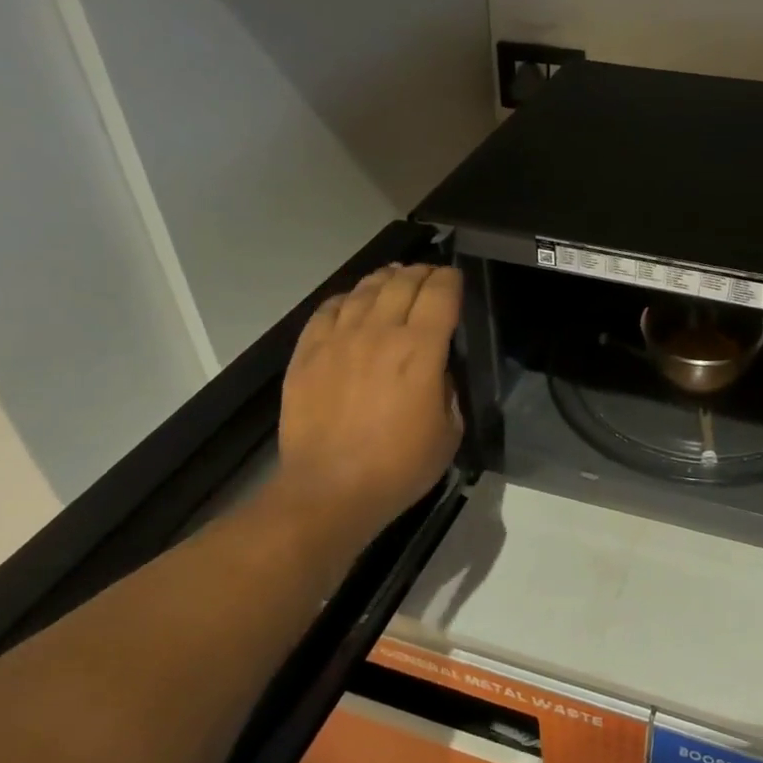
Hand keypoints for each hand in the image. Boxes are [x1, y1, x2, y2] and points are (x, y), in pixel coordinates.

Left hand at [264, 264, 463, 561]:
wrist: (329, 489)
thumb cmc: (399, 467)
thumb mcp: (449, 432)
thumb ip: (448, 389)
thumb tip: (439, 368)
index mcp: (420, 350)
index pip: (440, 293)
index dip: (451, 279)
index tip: (456, 280)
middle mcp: (379, 332)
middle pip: (402, 282)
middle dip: (421, 273)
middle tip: (429, 276)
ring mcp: (338, 339)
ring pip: (364, 289)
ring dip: (385, 279)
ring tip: (393, 279)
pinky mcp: (307, 352)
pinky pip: (328, 309)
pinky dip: (346, 299)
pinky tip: (352, 303)